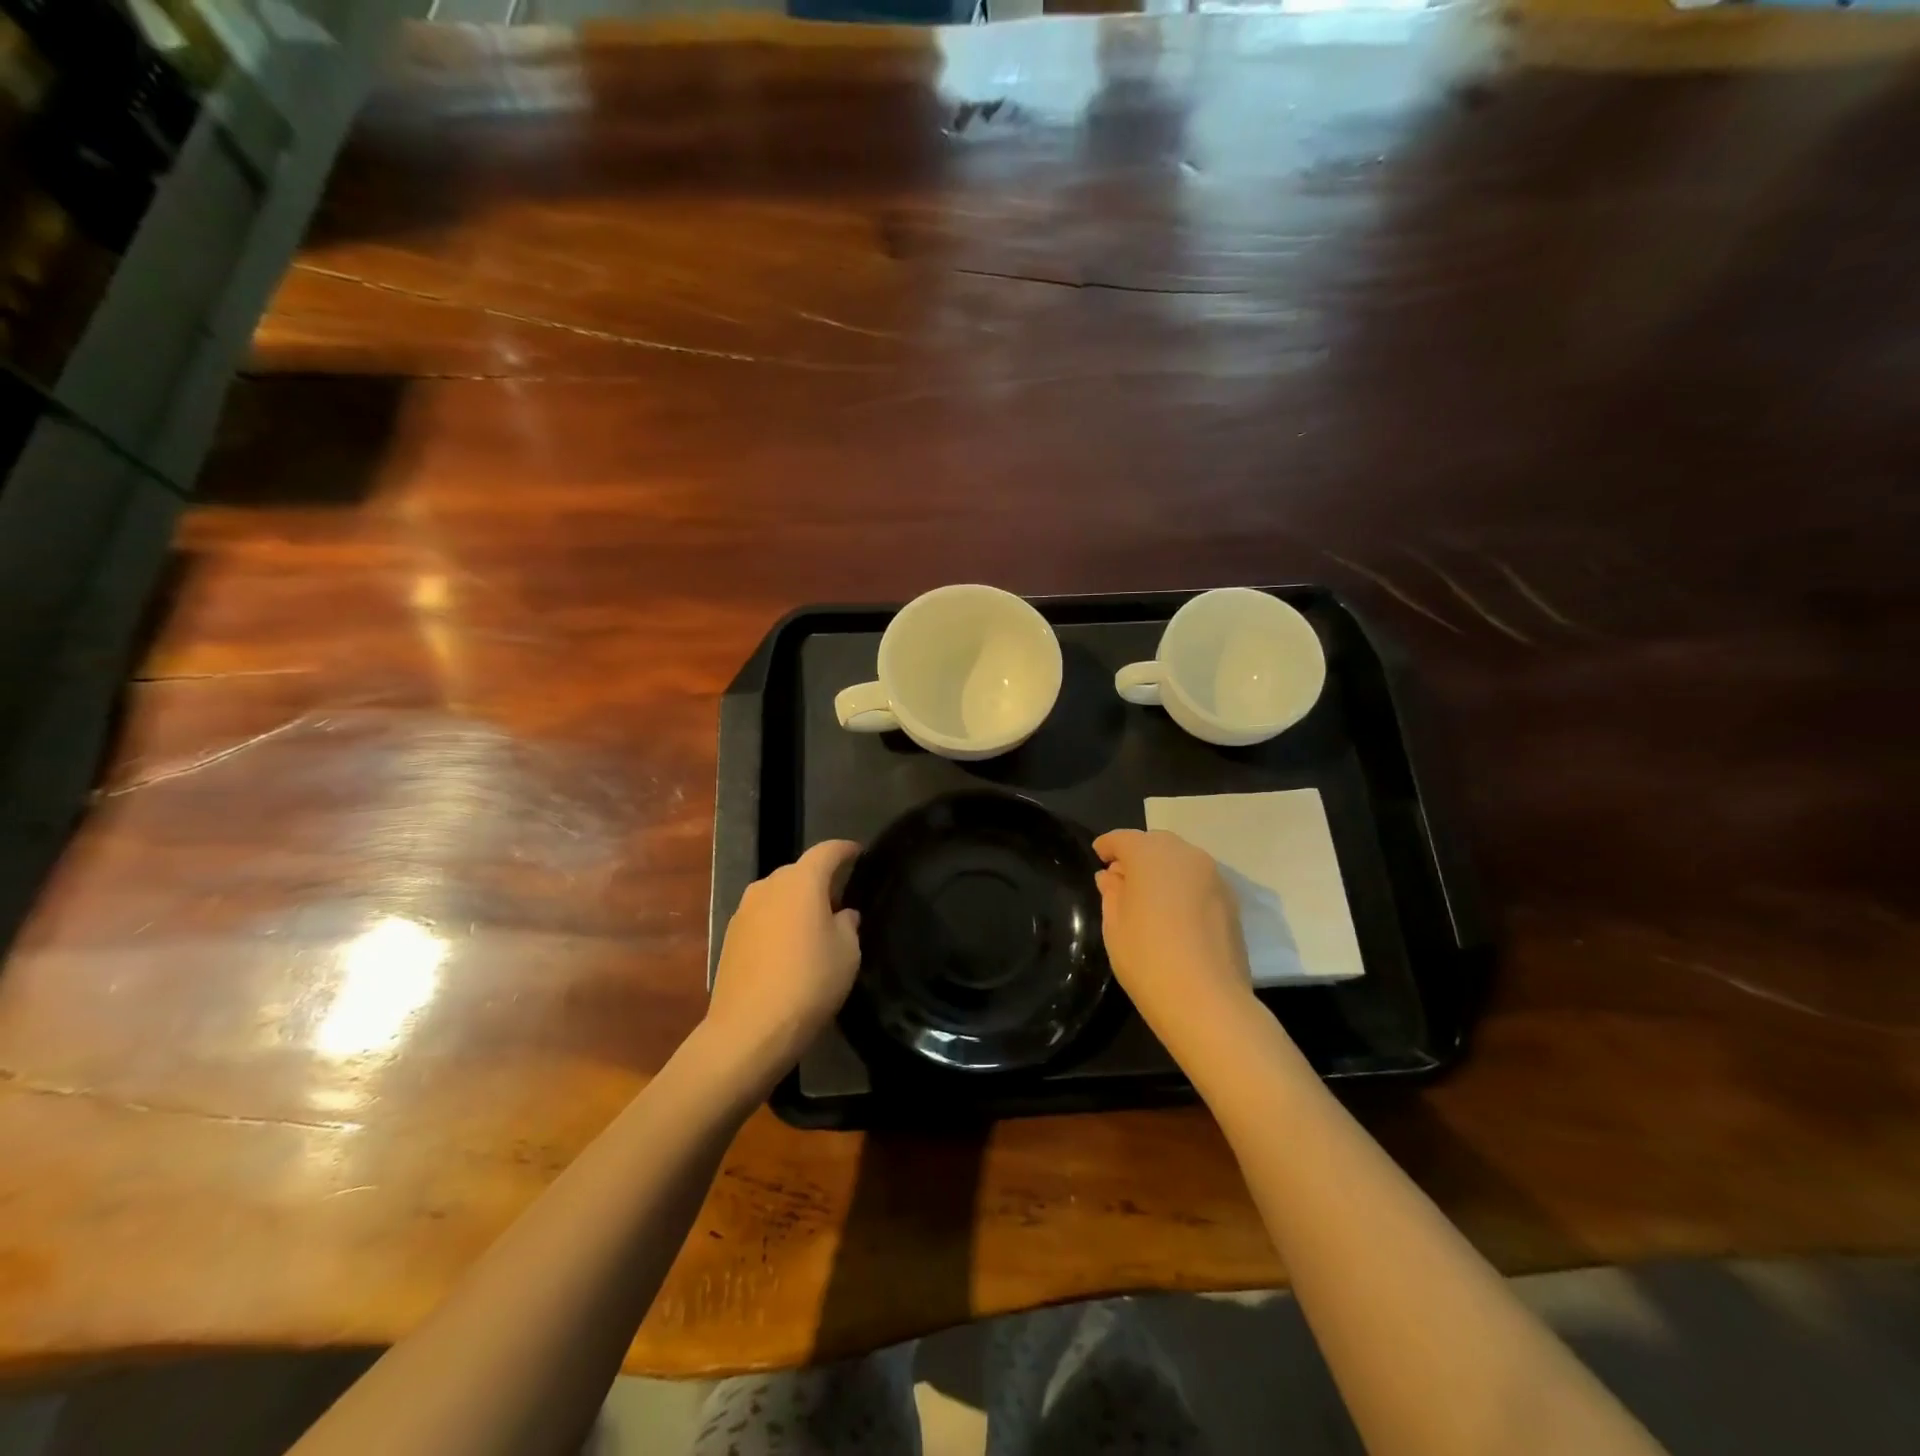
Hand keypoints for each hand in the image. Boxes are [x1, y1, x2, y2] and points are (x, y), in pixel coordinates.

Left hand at [707, 840, 862, 1077]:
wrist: (749, 1029)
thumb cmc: (809, 982)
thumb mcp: (847, 953)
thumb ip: (848, 925)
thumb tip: (843, 915)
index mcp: (801, 882)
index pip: (827, 851)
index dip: (845, 849)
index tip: (859, 853)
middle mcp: (768, 886)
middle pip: (799, 871)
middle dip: (820, 880)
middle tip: (840, 900)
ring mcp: (744, 910)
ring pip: (778, 894)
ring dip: (796, 902)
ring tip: (814, 926)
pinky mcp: (730, 936)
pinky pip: (762, 916)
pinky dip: (778, 922)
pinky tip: (788, 948)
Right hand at [1094, 828, 1255, 1051]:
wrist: (1207, 1001)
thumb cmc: (1148, 959)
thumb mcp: (1115, 926)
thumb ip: (1112, 894)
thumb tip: (1112, 877)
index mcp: (1151, 855)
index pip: (1124, 839)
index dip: (1108, 846)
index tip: (1098, 857)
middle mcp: (1186, 855)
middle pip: (1156, 843)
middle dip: (1138, 854)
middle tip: (1122, 879)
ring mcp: (1214, 876)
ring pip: (1182, 860)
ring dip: (1163, 869)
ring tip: (1149, 897)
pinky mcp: (1231, 900)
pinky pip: (1199, 881)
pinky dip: (1183, 886)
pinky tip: (1175, 913)